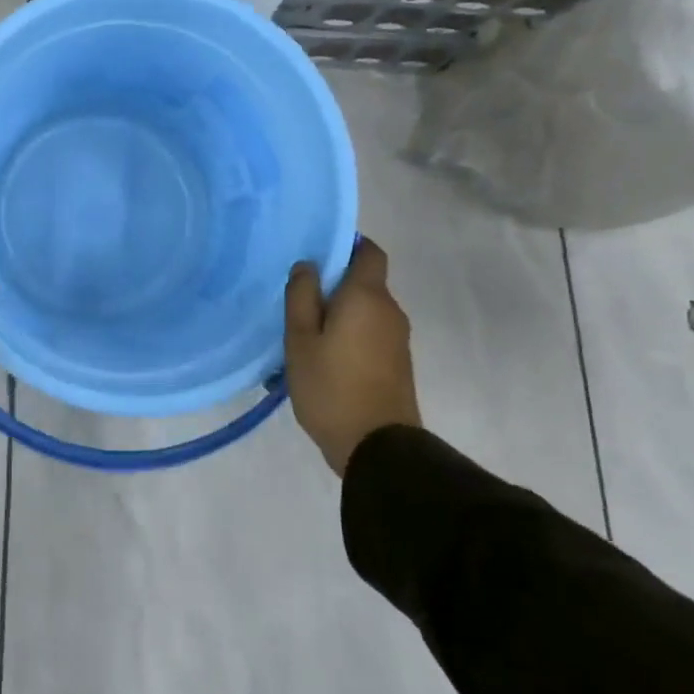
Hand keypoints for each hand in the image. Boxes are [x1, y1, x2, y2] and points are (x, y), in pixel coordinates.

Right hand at [285, 240, 420, 475]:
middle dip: (333, 284)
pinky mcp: (396, 362)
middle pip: (364, 282)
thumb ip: (301, 297)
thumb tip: (307, 265)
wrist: (377, 447)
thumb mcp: (300, 340)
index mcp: (367, 297)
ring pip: (364, 310)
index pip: (369, 251)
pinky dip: (348, 334)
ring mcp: (397, 338)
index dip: (346, 245)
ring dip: (338, 313)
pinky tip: (321, 356)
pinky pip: (369, 333)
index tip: (316, 255)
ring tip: (303, 332)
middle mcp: (389, 311)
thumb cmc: (331, 387)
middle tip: (296, 298)